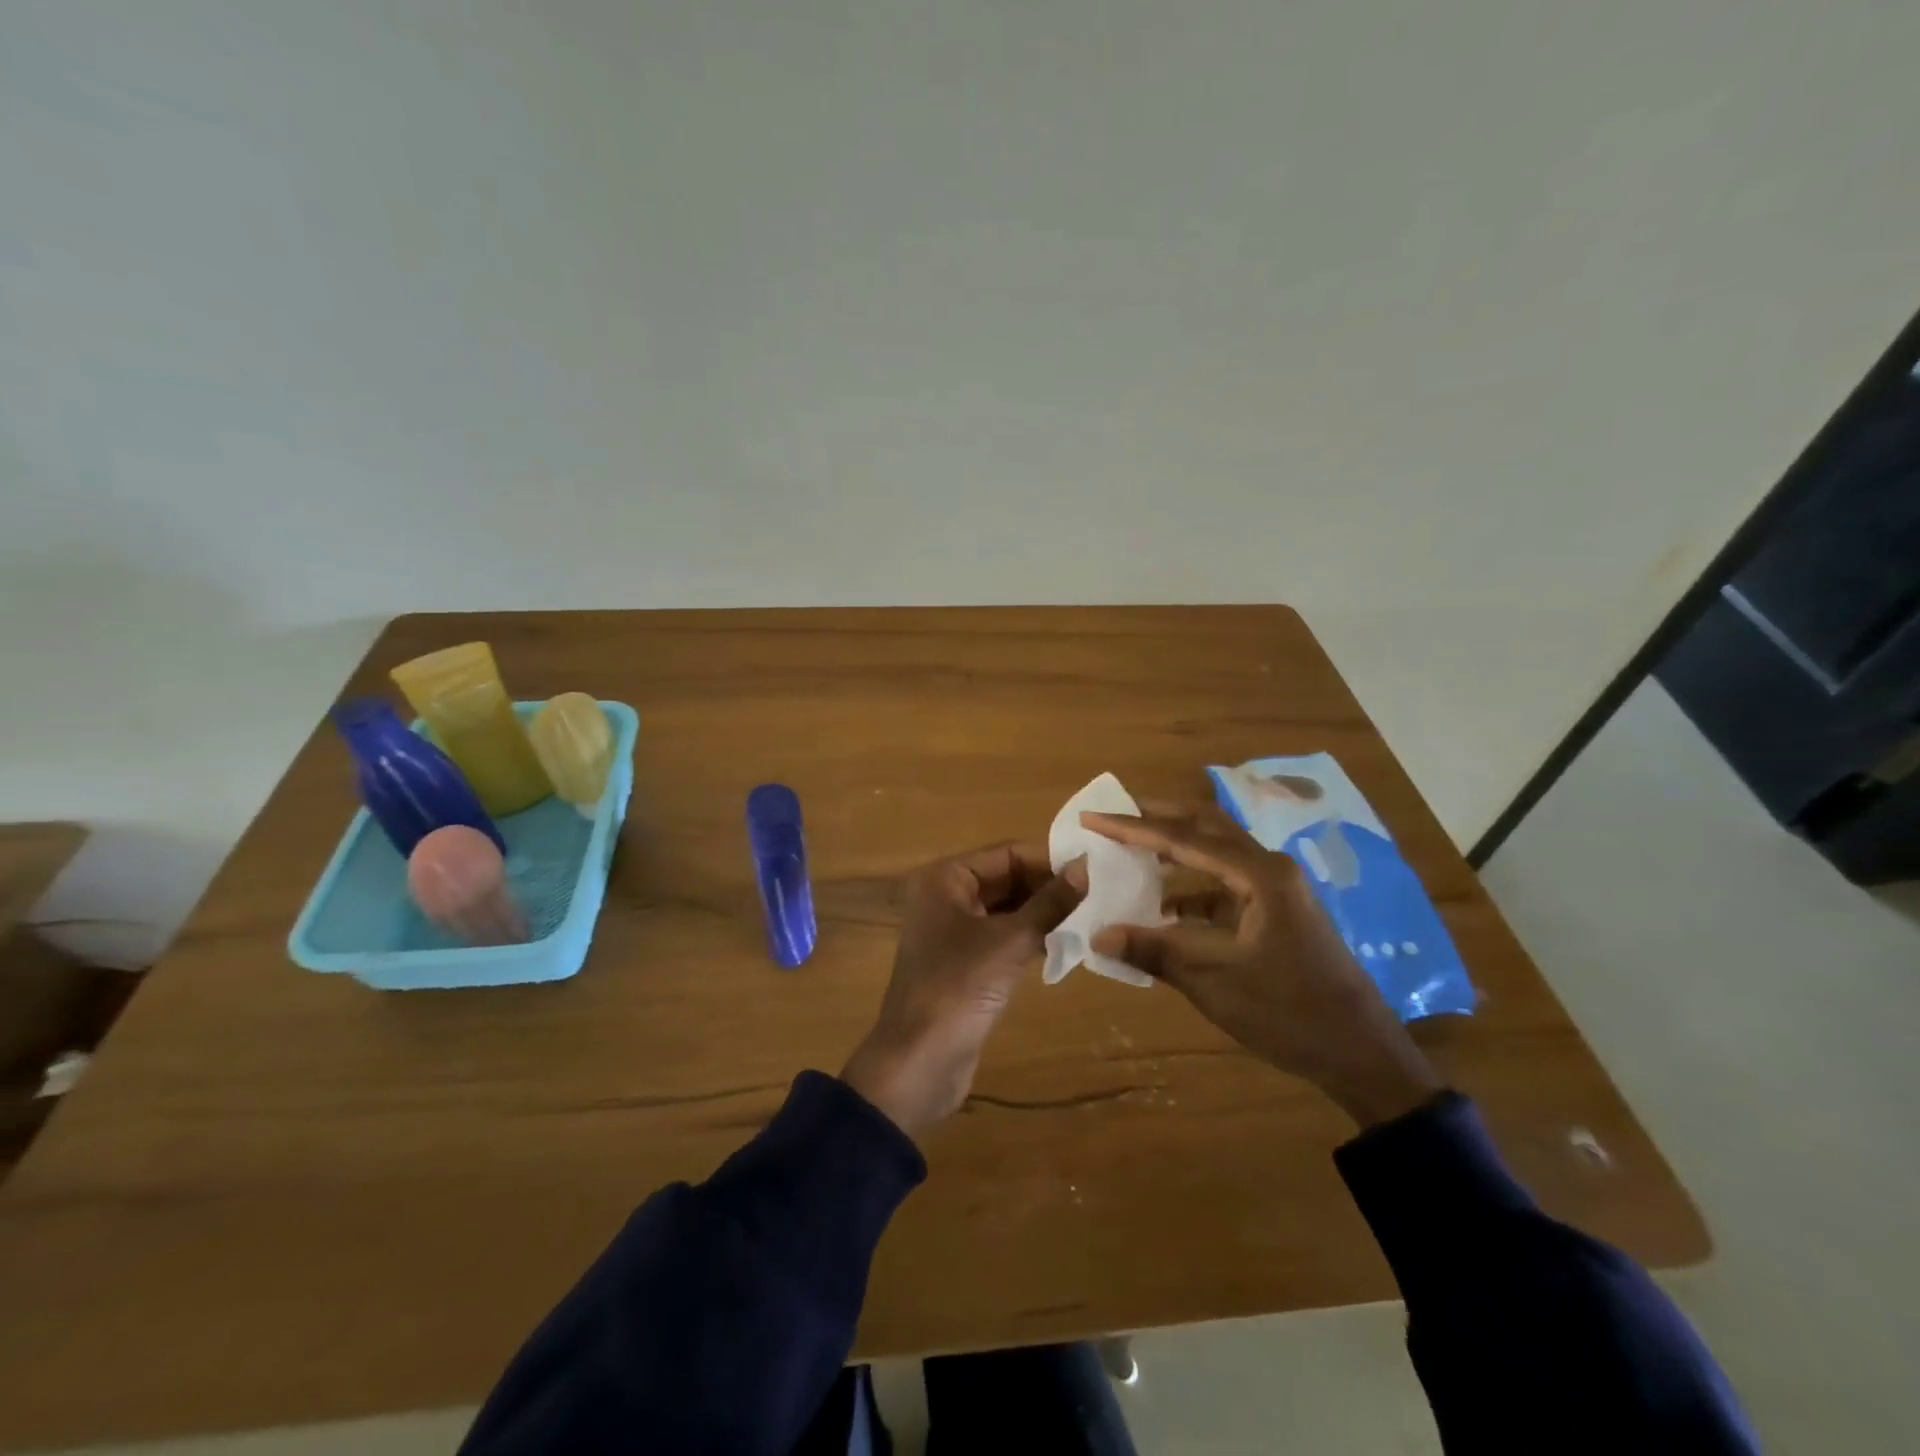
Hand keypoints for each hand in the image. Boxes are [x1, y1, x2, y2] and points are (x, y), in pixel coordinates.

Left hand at [842, 843, 1086, 1138]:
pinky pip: (1003, 936)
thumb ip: (1050, 903)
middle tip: (1099, 894)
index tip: (1094, 868)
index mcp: (945, 878)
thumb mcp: (1010, 941)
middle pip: (1006, 878)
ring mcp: (953, 931)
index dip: (1049, 859)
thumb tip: (1086, 867)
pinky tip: (1067, 943)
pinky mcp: (964, 963)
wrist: (918, 1063)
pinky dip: (1031, 937)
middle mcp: (945, 896)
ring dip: (1043, 912)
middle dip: (1048, 886)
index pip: (1006, 853)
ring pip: (1007, 909)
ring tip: (1092, 916)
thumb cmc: (958, 988)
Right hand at [1083, 803, 1442, 1128]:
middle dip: (1159, 817)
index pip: (1183, 839)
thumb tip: (1099, 936)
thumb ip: (1155, 952)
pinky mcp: (1279, 914)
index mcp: (1260, 876)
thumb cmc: (1291, 1014)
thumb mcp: (1215, 984)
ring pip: (1218, 852)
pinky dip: (1193, 889)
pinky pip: (1227, 885)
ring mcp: (1278, 891)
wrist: (1363, 1055)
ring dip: (1177, 848)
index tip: (1093, 817)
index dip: (1133, 828)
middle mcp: (1270, 870)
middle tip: (1116, 813)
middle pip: (1207, 827)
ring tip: (1134, 848)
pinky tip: (1166, 907)